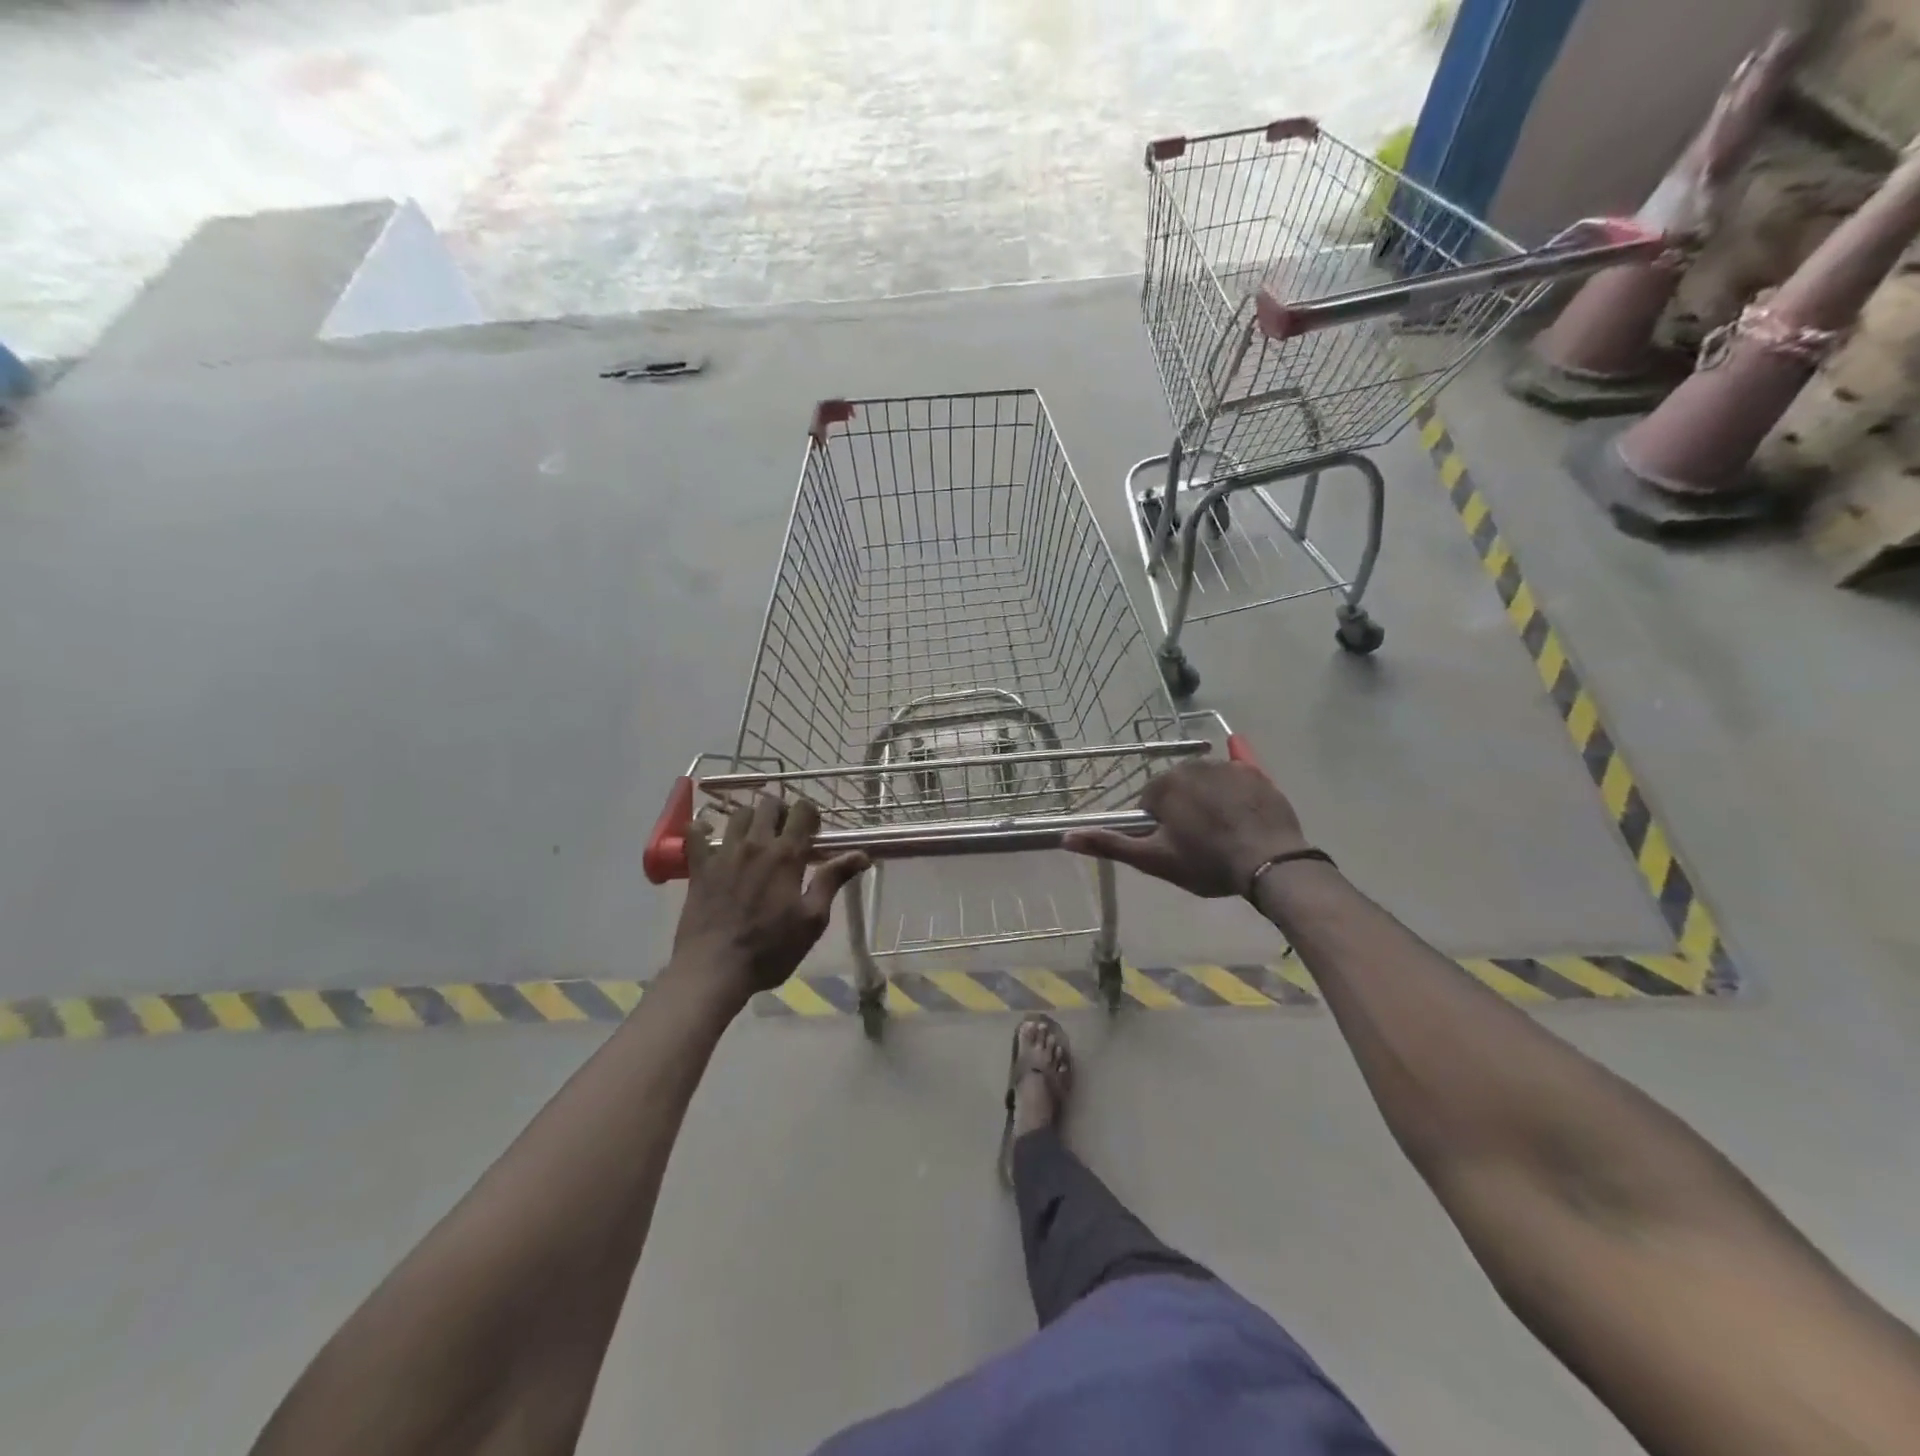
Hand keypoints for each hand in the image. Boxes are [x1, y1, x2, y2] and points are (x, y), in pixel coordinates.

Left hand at [670, 794, 869, 1000]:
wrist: (714, 969)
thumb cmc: (770, 949)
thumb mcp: (812, 919)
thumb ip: (833, 880)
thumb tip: (862, 854)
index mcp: (786, 855)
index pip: (802, 811)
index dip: (810, 814)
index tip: (812, 832)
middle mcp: (755, 844)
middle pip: (769, 804)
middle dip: (781, 811)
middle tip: (785, 834)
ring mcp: (724, 853)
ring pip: (738, 813)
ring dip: (750, 818)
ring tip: (754, 837)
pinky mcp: (699, 866)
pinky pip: (696, 832)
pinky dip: (704, 829)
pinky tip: (710, 837)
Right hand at [1064, 761, 1309, 898]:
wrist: (1270, 864)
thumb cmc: (1206, 862)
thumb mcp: (1154, 860)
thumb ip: (1109, 844)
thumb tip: (1065, 837)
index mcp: (1164, 785)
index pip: (1149, 802)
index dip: (1156, 826)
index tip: (1171, 847)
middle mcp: (1192, 765)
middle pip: (1176, 788)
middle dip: (1181, 810)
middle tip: (1195, 843)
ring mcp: (1226, 767)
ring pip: (1204, 780)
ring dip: (1205, 798)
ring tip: (1221, 831)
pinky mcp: (1255, 773)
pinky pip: (1239, 762)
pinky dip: (1235, 759)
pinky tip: (1235, 745)